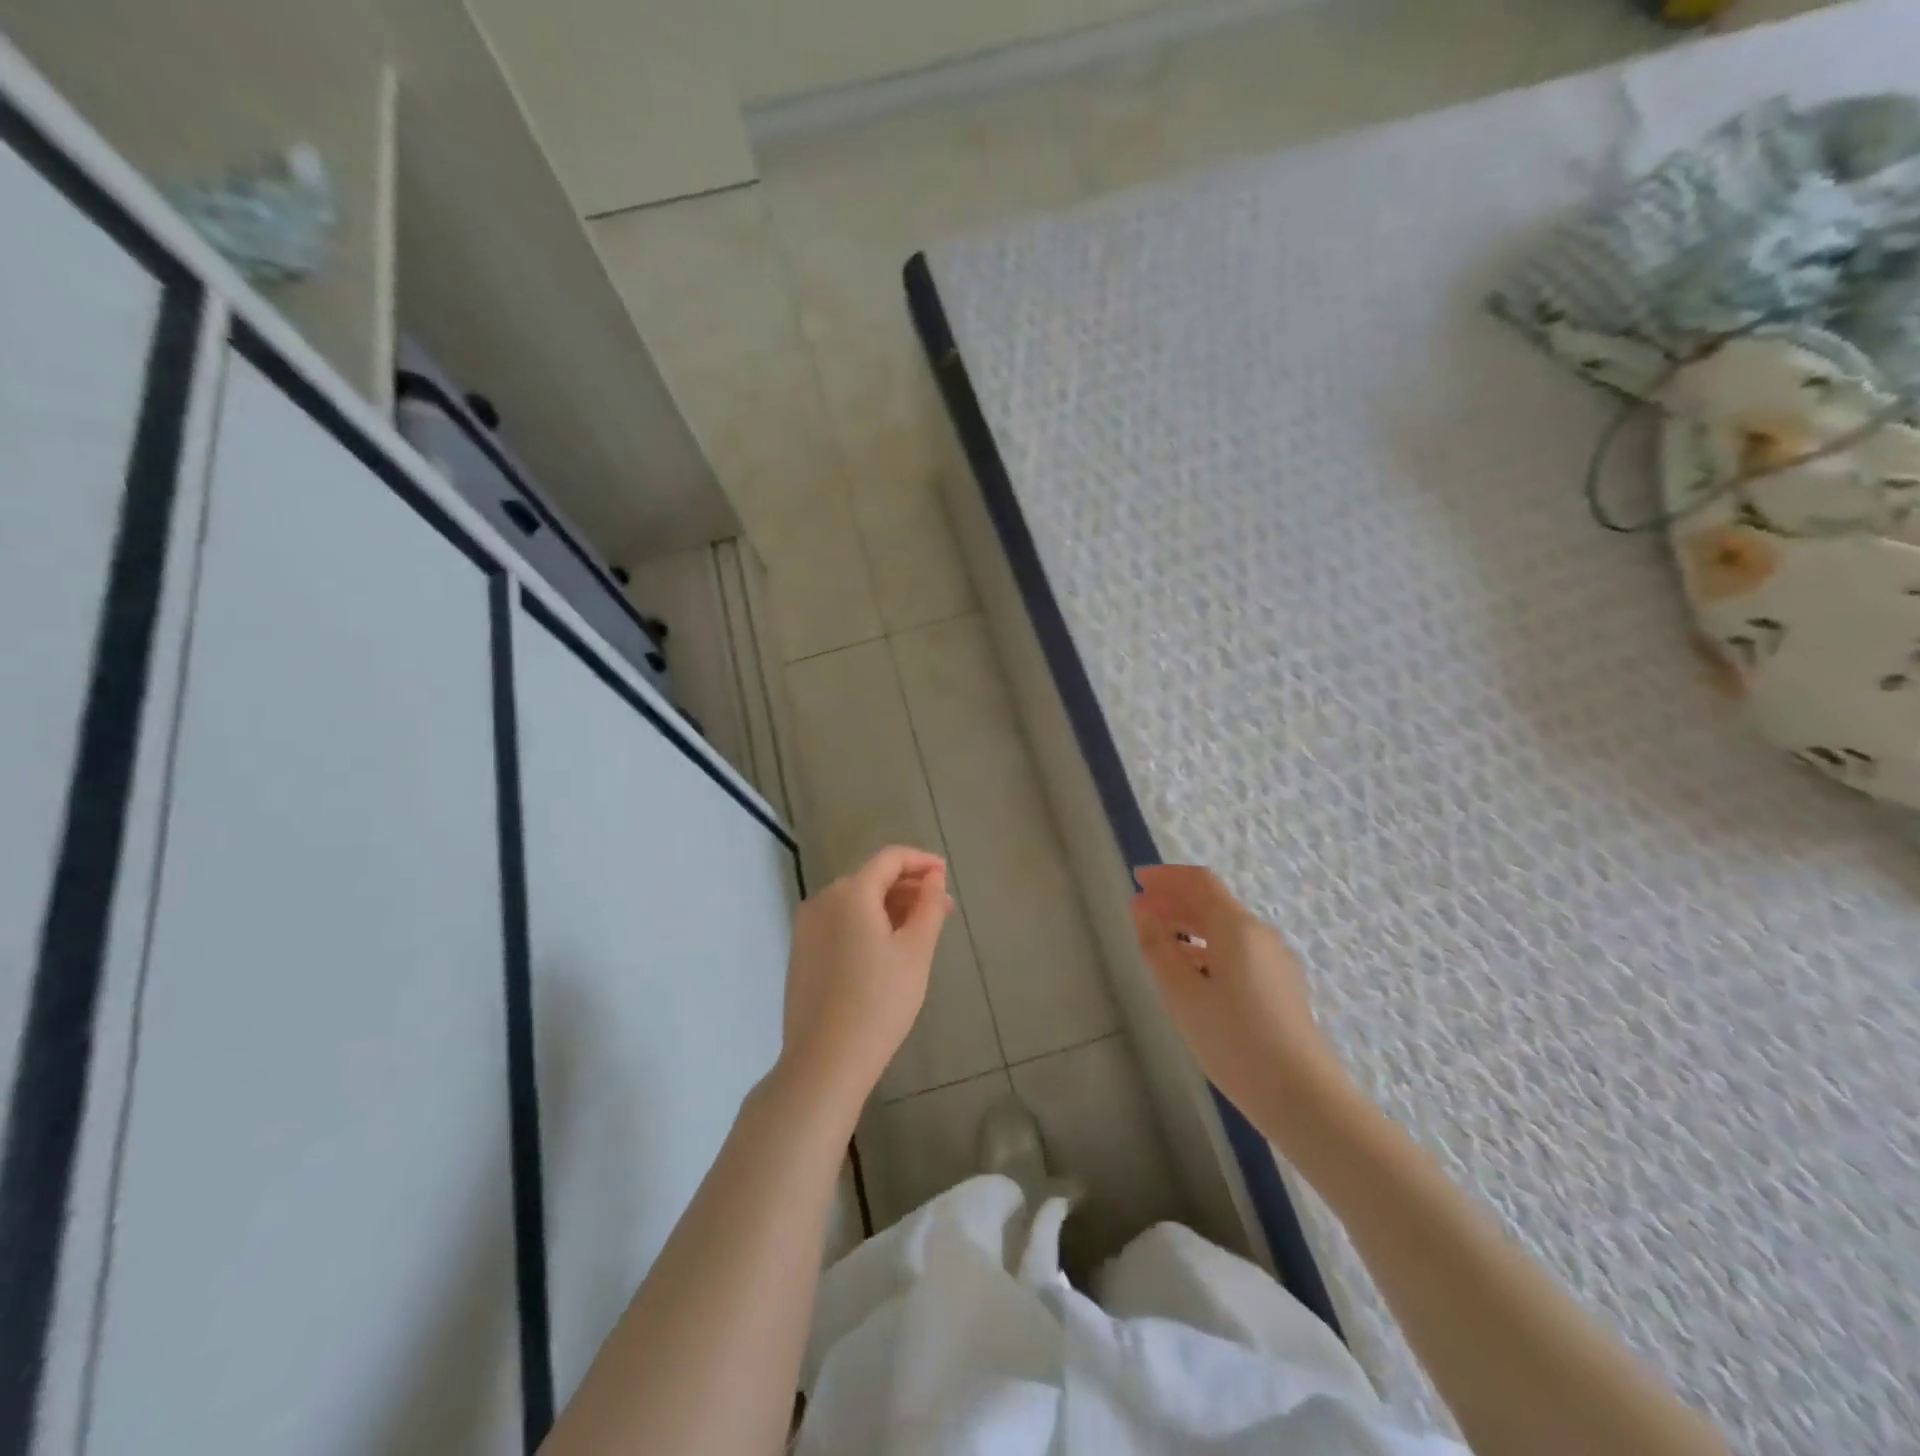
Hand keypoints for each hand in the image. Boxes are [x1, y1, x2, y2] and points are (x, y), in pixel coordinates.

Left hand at [777, 846, 952, 1120]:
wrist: (824, 1061)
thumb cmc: (879, 1001)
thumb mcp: (916, 951)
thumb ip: (928, 906)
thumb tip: (933, 878)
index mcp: (851, 893)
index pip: (890, 859)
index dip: (921, 861)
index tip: (946, 875)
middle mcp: (823, 900)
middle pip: (872, 879)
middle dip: (909, 888)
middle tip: (942, 909)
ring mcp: (806, 927)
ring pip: (855, 903)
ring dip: (889, 907)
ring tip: (919, 930)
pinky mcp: (801, 953)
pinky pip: (840, 923)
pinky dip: (867, 924)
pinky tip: (887, 950)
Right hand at [1131, 864, 1345, 1118]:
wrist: (1302, 1096)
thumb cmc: (1233, 1040)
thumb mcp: (1181, 993)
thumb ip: (1157, 946)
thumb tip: (1142, 908)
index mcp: (1237, 928)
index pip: (1200, 882)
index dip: (1167, 876)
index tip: (1137, 879)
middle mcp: (1261, 935)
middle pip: (1214, 903)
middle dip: (1175, 901)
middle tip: (1140, 911)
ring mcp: (1276, 962)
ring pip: (1226, 929)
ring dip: (1191, 926)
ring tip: (1159, 942)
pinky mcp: (1281, 987)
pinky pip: (1238, 952)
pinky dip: (1208, 949)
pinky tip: (1192, 974)